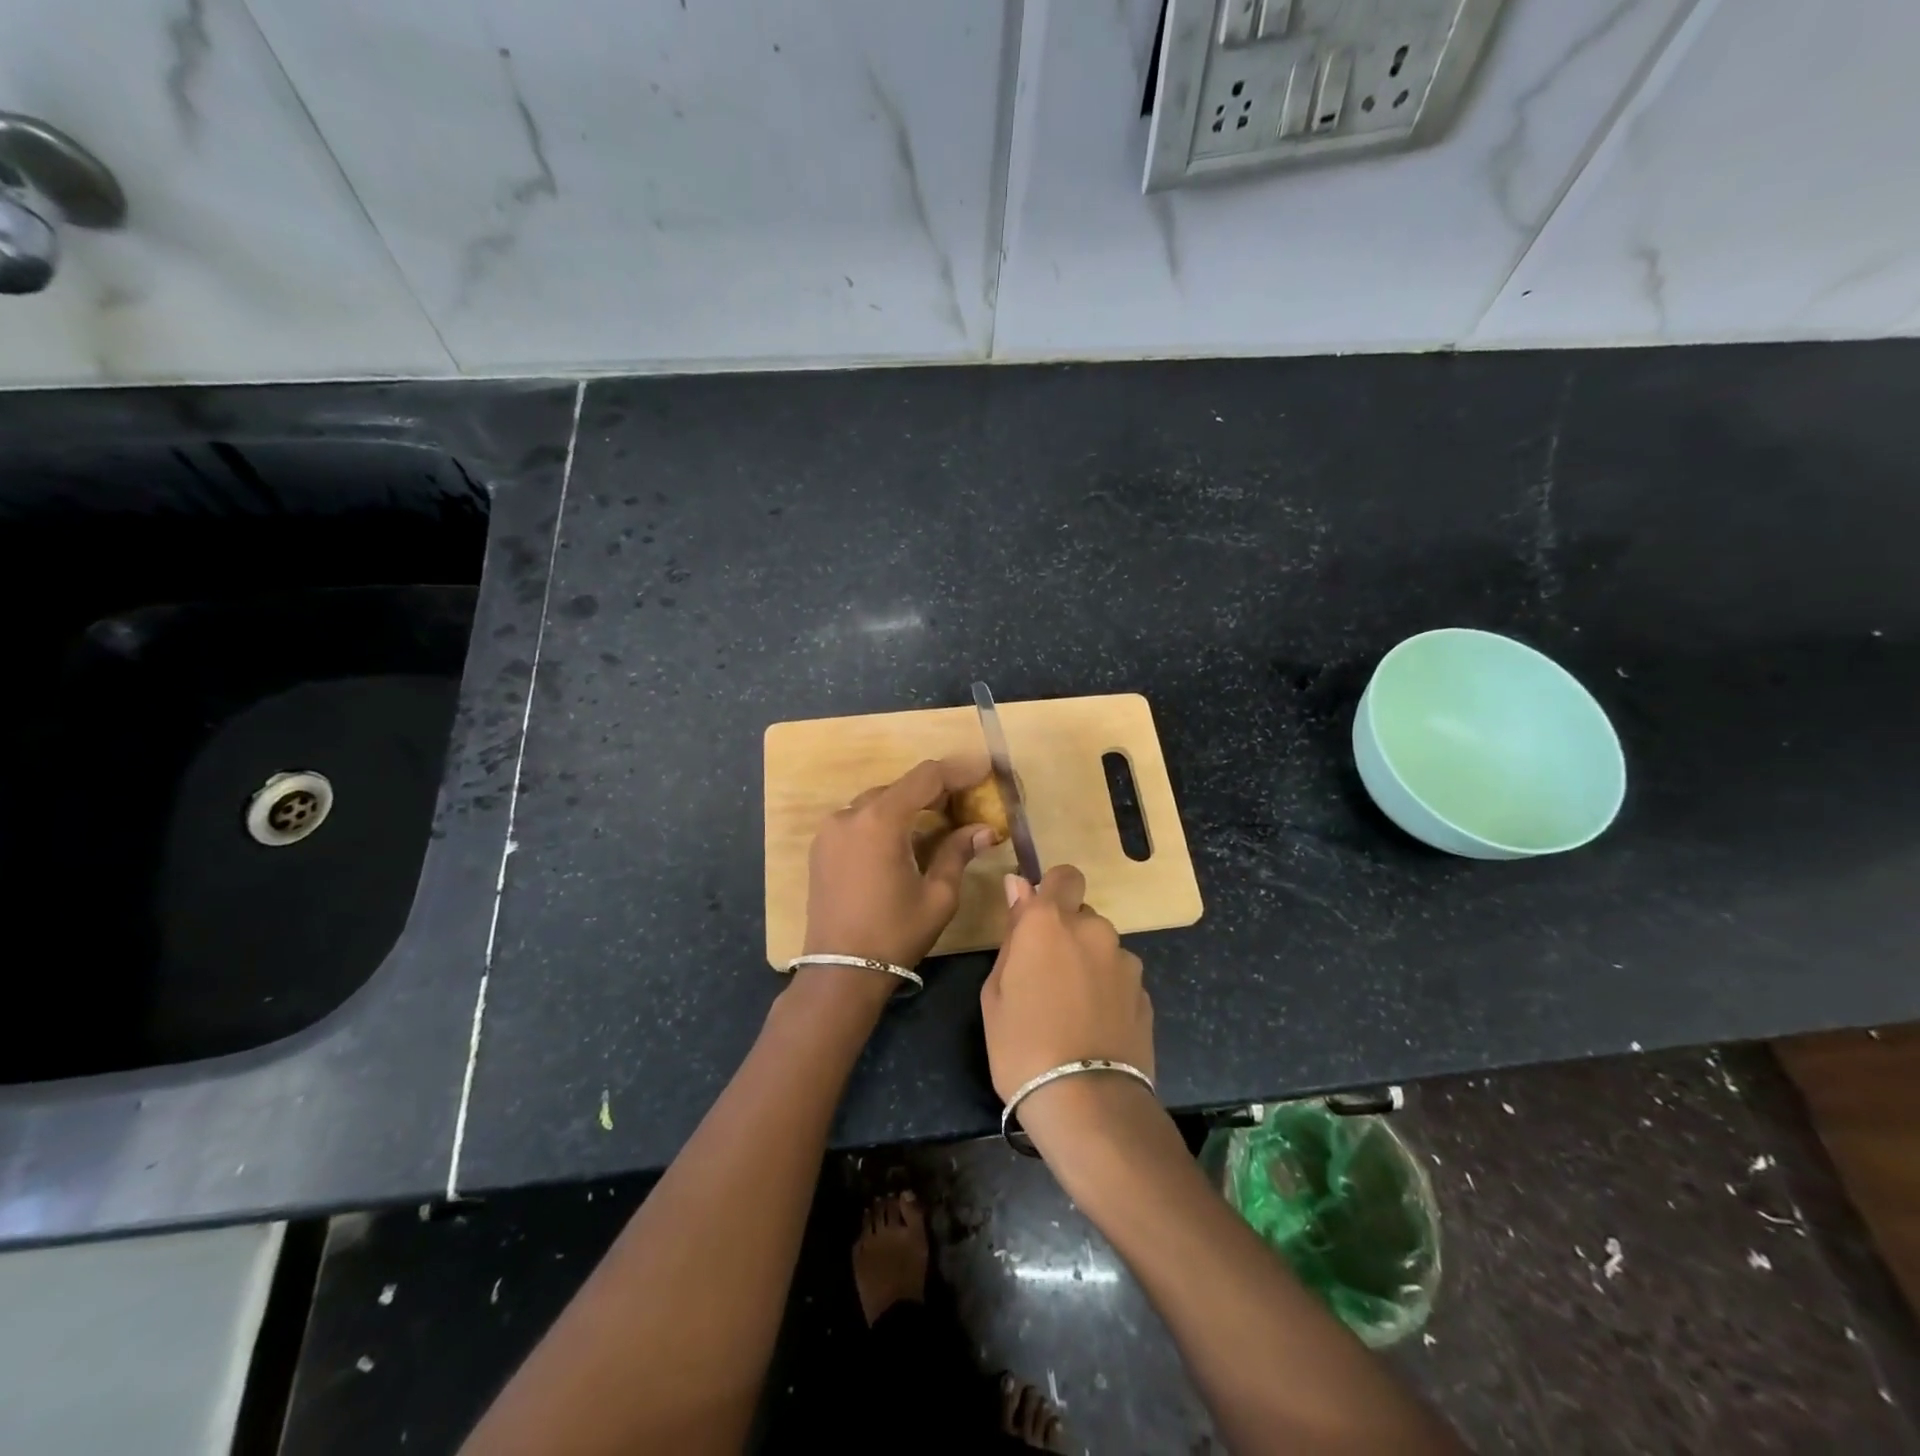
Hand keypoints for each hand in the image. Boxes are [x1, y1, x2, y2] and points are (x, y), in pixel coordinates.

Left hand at [802, 757, 995, 969]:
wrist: (840, 972)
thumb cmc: (895, 934)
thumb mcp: (938, 896)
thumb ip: (958, 852)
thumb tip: (984, 829)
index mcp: (880, 821)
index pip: (926, 777)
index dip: (959, 770)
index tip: (985, 770)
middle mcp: (850, 814)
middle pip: (901, 786)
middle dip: (936, 791)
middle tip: (967, 803)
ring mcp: (831, 829)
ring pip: (879, 801)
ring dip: (910, 806)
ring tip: (940, 822)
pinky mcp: (822, 846)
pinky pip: (860, 819)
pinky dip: (886, 820)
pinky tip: (906, 839)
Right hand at [979, 866, 1153, 1100]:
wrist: (1085, 1101)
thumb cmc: (1021, 1043)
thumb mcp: (996, 990)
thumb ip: (1013, 932)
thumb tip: (1018, 885)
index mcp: (1049, 921)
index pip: (1063, 876)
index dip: (1052, 890)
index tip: (1038, 918)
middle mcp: (1093, 929)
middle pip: (1081, 915)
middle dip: (1067, 934)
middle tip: (1047, 976)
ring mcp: (1124, 961)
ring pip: (1102, 947)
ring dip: (1089, 963)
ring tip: (1074, 1009)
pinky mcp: (1145, 992)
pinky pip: (1120, 977)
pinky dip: (1108, 990)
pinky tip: (1095, 1026)